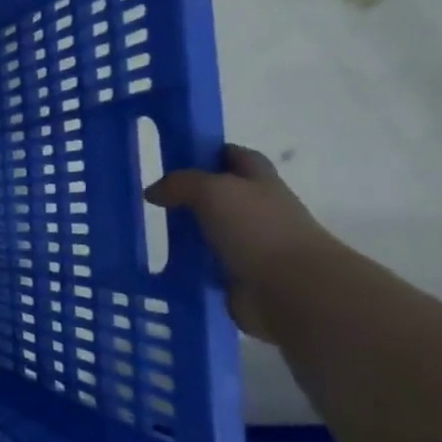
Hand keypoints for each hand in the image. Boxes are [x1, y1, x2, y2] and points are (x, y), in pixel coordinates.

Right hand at [145, 144, 337, 341]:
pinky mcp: (239, 276)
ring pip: (211, 231)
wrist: (292, 290)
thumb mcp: (213, 191)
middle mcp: (258, 211)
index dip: (212, 152)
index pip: (238, 157)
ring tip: (150, 231)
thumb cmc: (258, 229)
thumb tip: (153, 192)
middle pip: (223, 195)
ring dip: (187, 232)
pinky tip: (161, 263)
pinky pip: (205, 265)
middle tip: (154, 196)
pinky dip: (187, 264)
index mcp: (260, 182)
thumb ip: (180, 184)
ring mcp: (250, 245)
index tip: (178, 156)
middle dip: (192, 194)